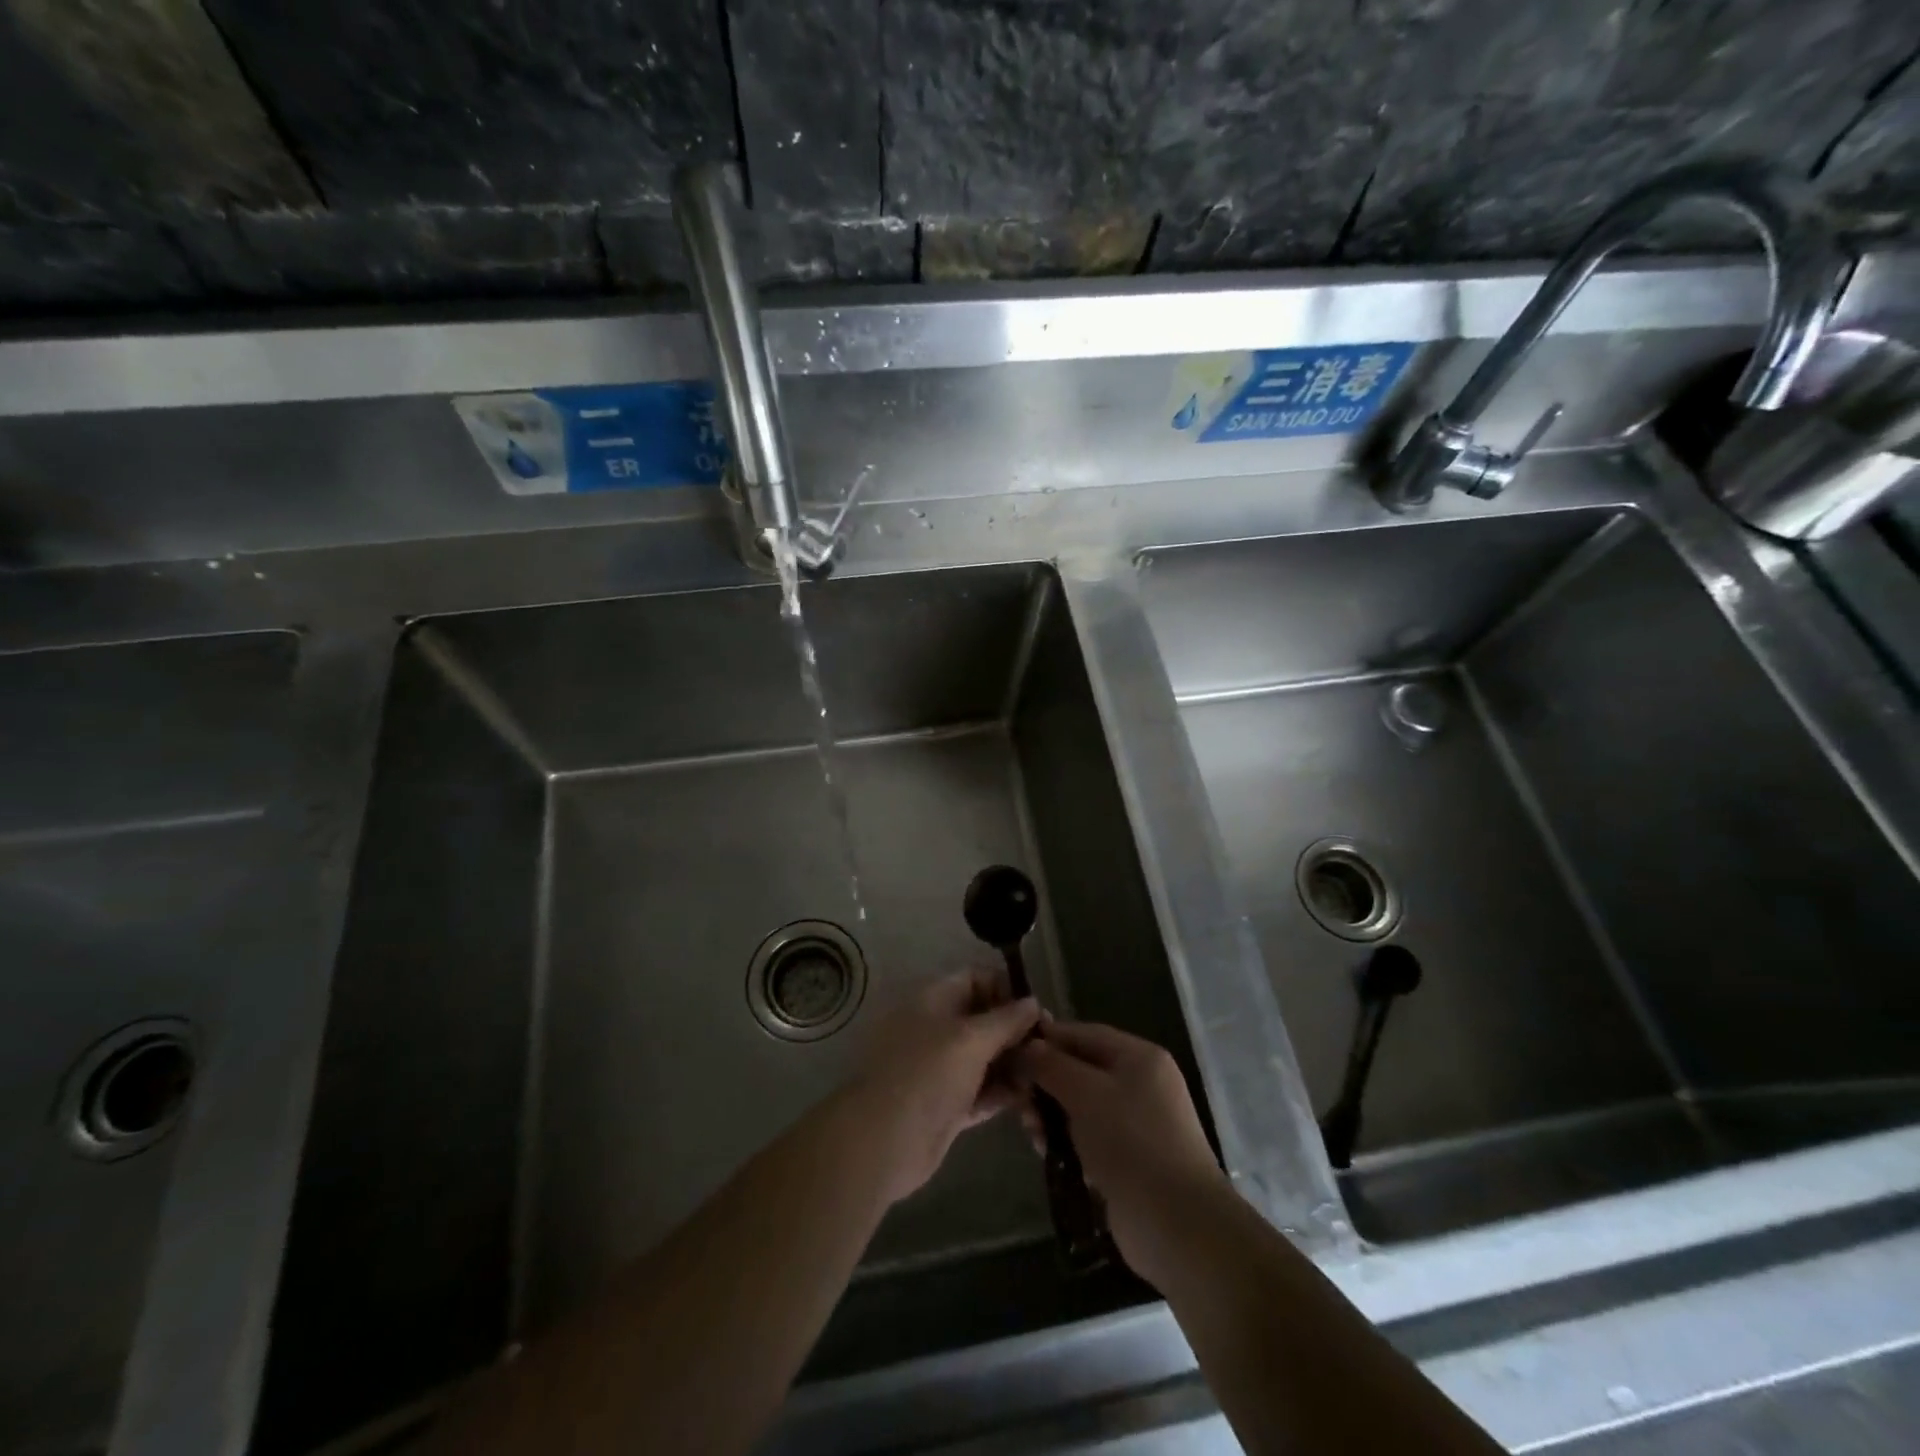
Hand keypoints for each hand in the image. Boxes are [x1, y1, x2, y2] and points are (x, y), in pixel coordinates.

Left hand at [842, 970, 1040, 1206]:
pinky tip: (1031, 1098)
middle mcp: (937, 1029)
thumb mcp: (971, 1039)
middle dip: (1016, 1030)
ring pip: (985, 1057)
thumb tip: (1033, 1002)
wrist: (884, 1141)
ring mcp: (941, 1068)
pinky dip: (1003, 1092)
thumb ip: (1006, 1019)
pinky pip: (982, 1090)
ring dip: (1014, 1064)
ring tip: (1048, 1074)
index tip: (1037, 1008)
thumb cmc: (928, 1074)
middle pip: (983, 1019)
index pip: (975, 978)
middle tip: (1050, 1045)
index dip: (1007, 988)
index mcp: (934, 1000)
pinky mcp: (947, 1104)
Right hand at [1012, 1022, 1226, 1287]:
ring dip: (1052, 1114)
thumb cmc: (1131, 1143)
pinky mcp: (1129, 1158)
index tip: (1010, 1049)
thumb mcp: (1086, 1093)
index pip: (1084, 1033)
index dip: (1047, 1038)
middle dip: (1046, 1082)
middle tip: (1017, 1101)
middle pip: (1081, 1069)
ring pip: (1081, 1104)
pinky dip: (1067, 1139)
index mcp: (1139, 1057)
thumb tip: (1027, 1045)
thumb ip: (1051, 1065)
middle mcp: (1141, 1083)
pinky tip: (1047, 1152)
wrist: (1177, 1225)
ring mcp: (1137, 1123)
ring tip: (1032, 1132)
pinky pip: (1089, 1136)